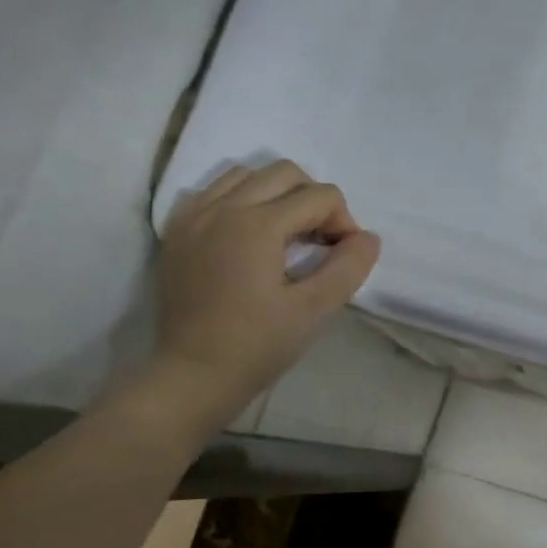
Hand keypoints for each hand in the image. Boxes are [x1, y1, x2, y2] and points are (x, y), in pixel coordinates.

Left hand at [147, 161, 380, 430]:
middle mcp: (223, 207)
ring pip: (246, 175)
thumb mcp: (314, 310)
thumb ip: (348, 268)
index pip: (319, 196)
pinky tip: (249, 237)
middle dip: (314, 200)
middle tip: (321, 243)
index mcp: (257, 224)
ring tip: (286, 237)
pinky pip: (213, 192)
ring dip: (277, 195)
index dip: (344, 222)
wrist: (193, 374)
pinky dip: (240, 201)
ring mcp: (194, 216)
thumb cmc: (258, 345)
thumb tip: (369, 238)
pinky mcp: (178, 232)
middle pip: (284, 173)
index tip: (344, 257)